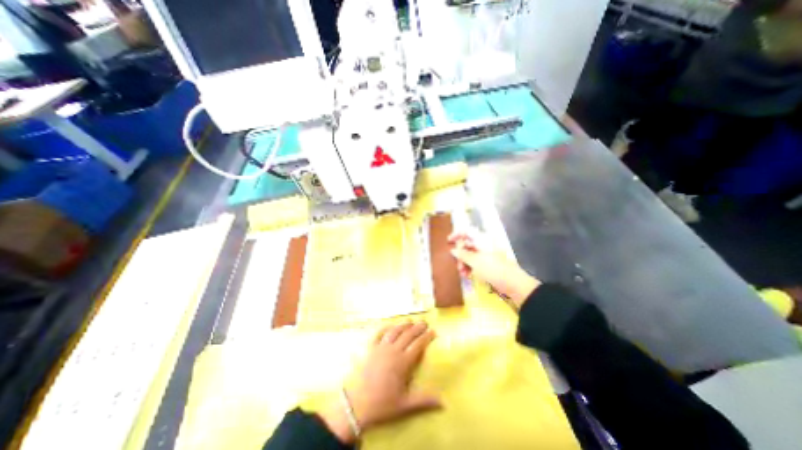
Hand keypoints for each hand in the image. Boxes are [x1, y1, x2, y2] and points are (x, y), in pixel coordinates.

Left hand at [318, 324, 438, 442]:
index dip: (426, 337)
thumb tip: (444, 402)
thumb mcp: (405, 405)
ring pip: (394, 331)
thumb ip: (424, 400)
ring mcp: (381, 348)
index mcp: (403, 362)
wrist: (356, 405)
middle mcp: (393, 351)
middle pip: (408, 335)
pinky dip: (385, 328)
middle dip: (417, 327)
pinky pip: (378, 334)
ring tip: (410, 321)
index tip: (433, 331)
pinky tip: (389, 325)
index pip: (418, 345)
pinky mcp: (370, 349)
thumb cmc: (382, 405)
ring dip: (403, 325)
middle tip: (425, 322)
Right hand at [448, 229, 541, 307]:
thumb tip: (453, 250)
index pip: (467, 231)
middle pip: (467, 244)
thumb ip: (462, 254)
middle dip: (460, 254)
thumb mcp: (475, 261)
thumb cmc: (493, 269)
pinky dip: (470, 266)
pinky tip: (468, 275)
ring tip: (462, 273)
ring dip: (464, 262)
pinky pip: (476, 261)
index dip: (457, 235)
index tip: (448, 241)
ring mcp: (487, 254)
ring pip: (470, 254)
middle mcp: (484, 244)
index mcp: (482, 239)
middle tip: (457, 265)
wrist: (513, 283)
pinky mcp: (490, 263)